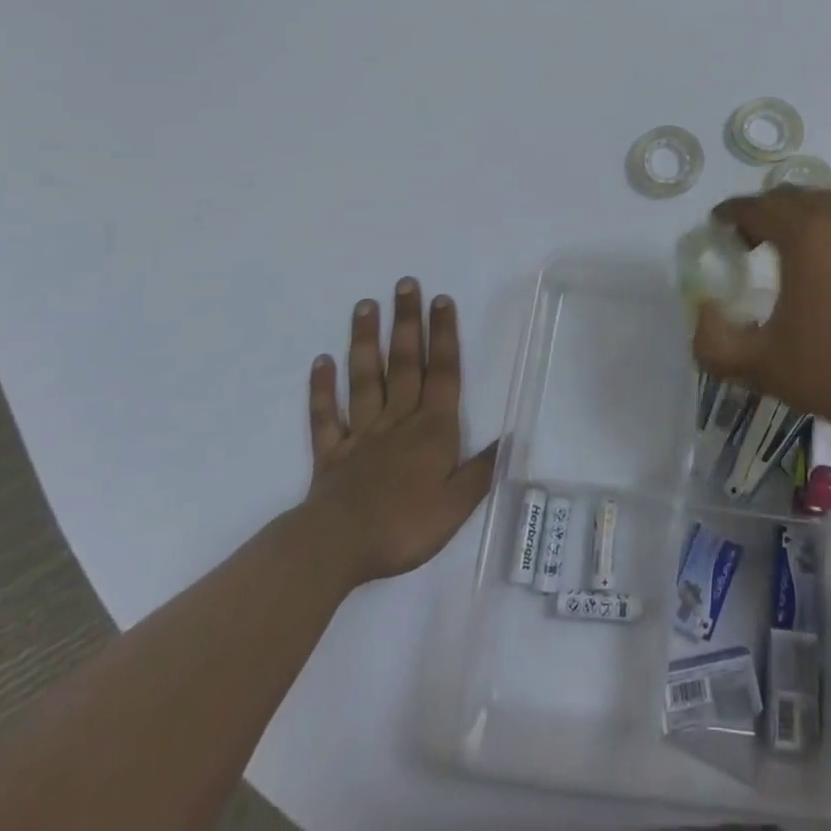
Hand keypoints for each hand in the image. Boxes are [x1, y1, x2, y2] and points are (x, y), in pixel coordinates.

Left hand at [301, 278, 496, 585]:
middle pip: (404, 363)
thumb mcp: (457, 504)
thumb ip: (482, 470)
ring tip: (365, 306)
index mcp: (432, 429)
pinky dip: (322, 389)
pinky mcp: (331, 453)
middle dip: (407, 322)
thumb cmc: (405, 524)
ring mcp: (361, 434)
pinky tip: (321, 362)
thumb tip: (510, 439)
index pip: (442, 373)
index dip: (443, 335)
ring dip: (365, 341)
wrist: (339, 547)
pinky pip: (325, 416)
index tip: (441, 300)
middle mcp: (398, 420)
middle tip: (405, 284)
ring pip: (365, 379)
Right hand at [693, 189, 830, 444]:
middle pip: (795, 196)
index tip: (719, 226)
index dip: (731, 213)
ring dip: (808, 219)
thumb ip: (712, 340)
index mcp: (804, 233)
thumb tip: (705, 309)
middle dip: (767, 211)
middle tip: (753, 241)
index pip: (755, 206)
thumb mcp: (760, 366)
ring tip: (800, 254)